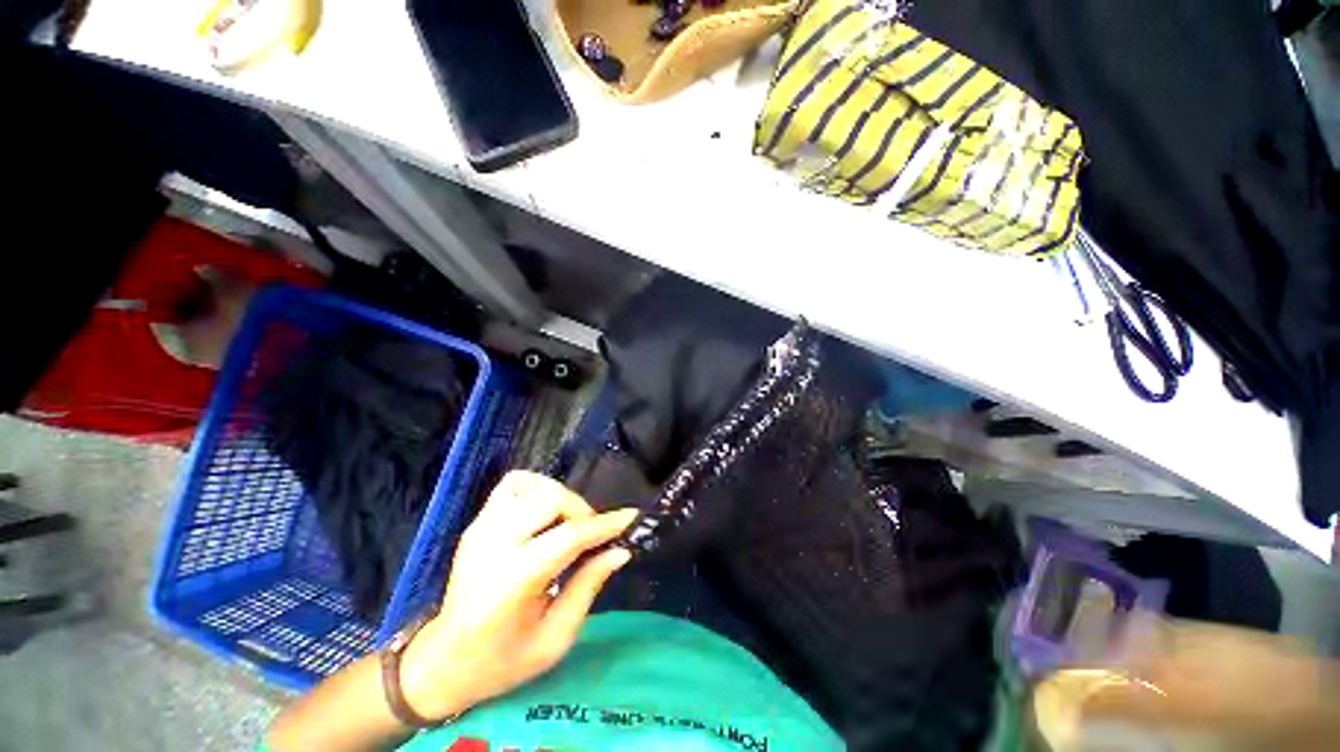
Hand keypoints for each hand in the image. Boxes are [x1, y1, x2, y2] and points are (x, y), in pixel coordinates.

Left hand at [399, 471, 636, 720]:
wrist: (445, 660)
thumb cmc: (504, 660)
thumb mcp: (555, 638)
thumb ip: (588, 587)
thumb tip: (620, 551)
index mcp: (511, 582)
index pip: (568, 537)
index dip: (604, 525)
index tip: (630, 517)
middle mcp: (493, 545)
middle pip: (550, 499)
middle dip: (581, 511)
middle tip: (590, 535)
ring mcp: (481, 528)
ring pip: (533, 484)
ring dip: (560, 497)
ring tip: (567, 523)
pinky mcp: (477, 521)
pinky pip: (514, 484)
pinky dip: (537, 488)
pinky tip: (545, 513)